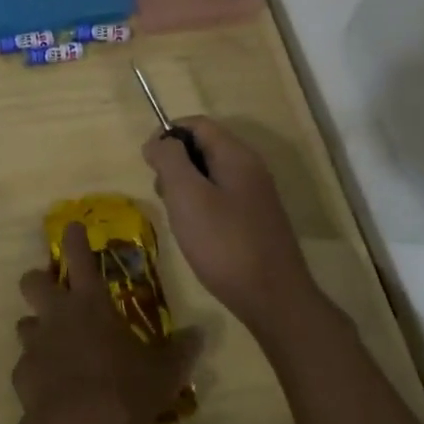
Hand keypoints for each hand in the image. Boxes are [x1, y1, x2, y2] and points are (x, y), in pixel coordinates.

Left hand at [12, 224, 202, 423]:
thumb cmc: (122, 388)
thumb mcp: (163, 372)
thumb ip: (180, 352)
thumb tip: (201, 333)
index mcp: (90, 303)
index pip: (79, 257)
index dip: (74, 238)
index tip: (70, 227)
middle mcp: (57, 314)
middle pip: (32, 281)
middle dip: (39, 280)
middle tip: (54, 292)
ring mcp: (35, 343)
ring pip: (25, 322)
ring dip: (37, 328)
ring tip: (54, 345)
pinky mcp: (21, 374)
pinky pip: (26, 364)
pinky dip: (36, 370)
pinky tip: (51, 387)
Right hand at [142, 118, 319, 334]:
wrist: (274, 299)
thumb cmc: (224, 244)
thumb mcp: (187, 196)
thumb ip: (169, 160)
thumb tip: (157, 141)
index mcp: (236, 155)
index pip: (197, 124)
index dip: (167, 135)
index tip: (149, 164)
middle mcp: (250, 168)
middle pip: (204, 147)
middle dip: (175, 163)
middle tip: (163, 195)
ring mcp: (256, 196)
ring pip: (210, 175)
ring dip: (186, 188)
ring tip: (178, 219)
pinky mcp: (255, 221)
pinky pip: (221, 198)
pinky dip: (201, 207)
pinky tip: (196, 235)